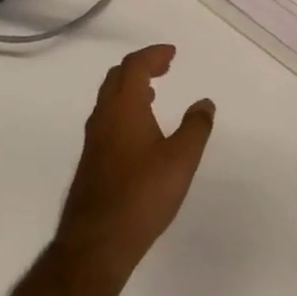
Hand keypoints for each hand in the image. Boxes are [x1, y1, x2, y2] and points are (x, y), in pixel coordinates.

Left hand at [55, 44, 215, 281]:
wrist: (97, 242)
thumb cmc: (143, 194)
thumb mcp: (181, 158)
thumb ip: (196, 126)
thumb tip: (204, 102)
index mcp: (123, 108)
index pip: (134, 66)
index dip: (153, 55)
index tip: (172, 53)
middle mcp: (103, 118)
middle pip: (117, 78)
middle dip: (141, 67)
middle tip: (164, 67)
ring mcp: (94, 141)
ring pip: (109, 100)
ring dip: (131, 89)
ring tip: (154, 94)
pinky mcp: (91, 162)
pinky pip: (108, 120)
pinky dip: (125, 110)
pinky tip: (140, 131)